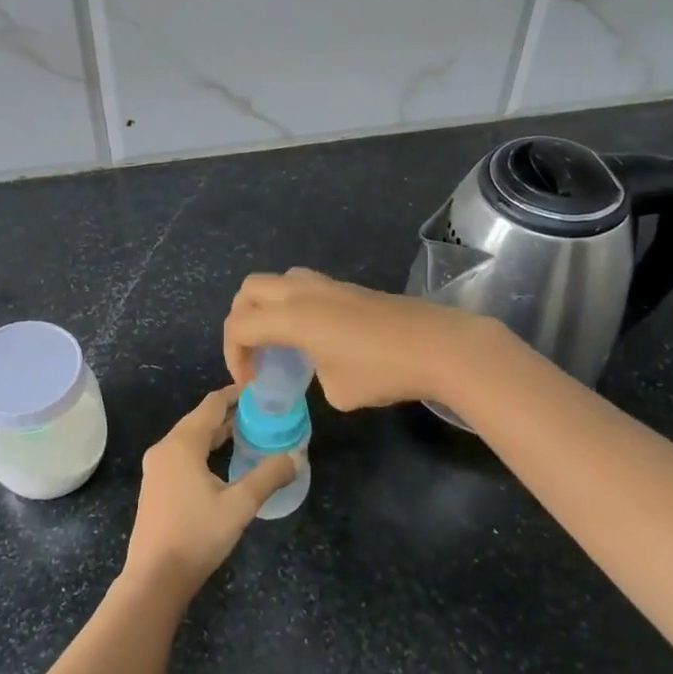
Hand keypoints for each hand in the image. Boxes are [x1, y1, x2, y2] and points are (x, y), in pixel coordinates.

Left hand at [122, 388, 297, 602]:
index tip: (260, 390)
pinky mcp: (156, 487)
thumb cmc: (197, 535)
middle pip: (200, 420)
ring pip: (190, 439)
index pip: (212, 404)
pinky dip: (204, 450)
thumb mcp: (240, 505)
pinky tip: (222, 463)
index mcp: (182, 444)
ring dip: (217, 433)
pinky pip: (183, 455)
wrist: (154, 578)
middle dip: (229, 414)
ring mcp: (156, 469)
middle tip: (261, 413)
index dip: (236, 394)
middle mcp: (165, 448)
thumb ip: (268, 476)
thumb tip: (295, 457)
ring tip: (247, 433)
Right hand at [224, 268, 490, 411]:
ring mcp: (328, 285)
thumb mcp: (338, 392)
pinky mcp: (350, 289)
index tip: (250, 384)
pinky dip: (293, 307)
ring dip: (267, 308)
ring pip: (278, 281)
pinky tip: (314, 337)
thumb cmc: (383, 371)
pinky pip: (304, 287)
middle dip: (241, 321)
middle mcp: (303, 292)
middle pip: (250, 289)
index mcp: (292, 316)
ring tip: (281, 342)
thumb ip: (315, 378)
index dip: (233, 356)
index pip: (240, 325)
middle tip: (254, 355)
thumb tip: (322, 370)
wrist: (439, 346)